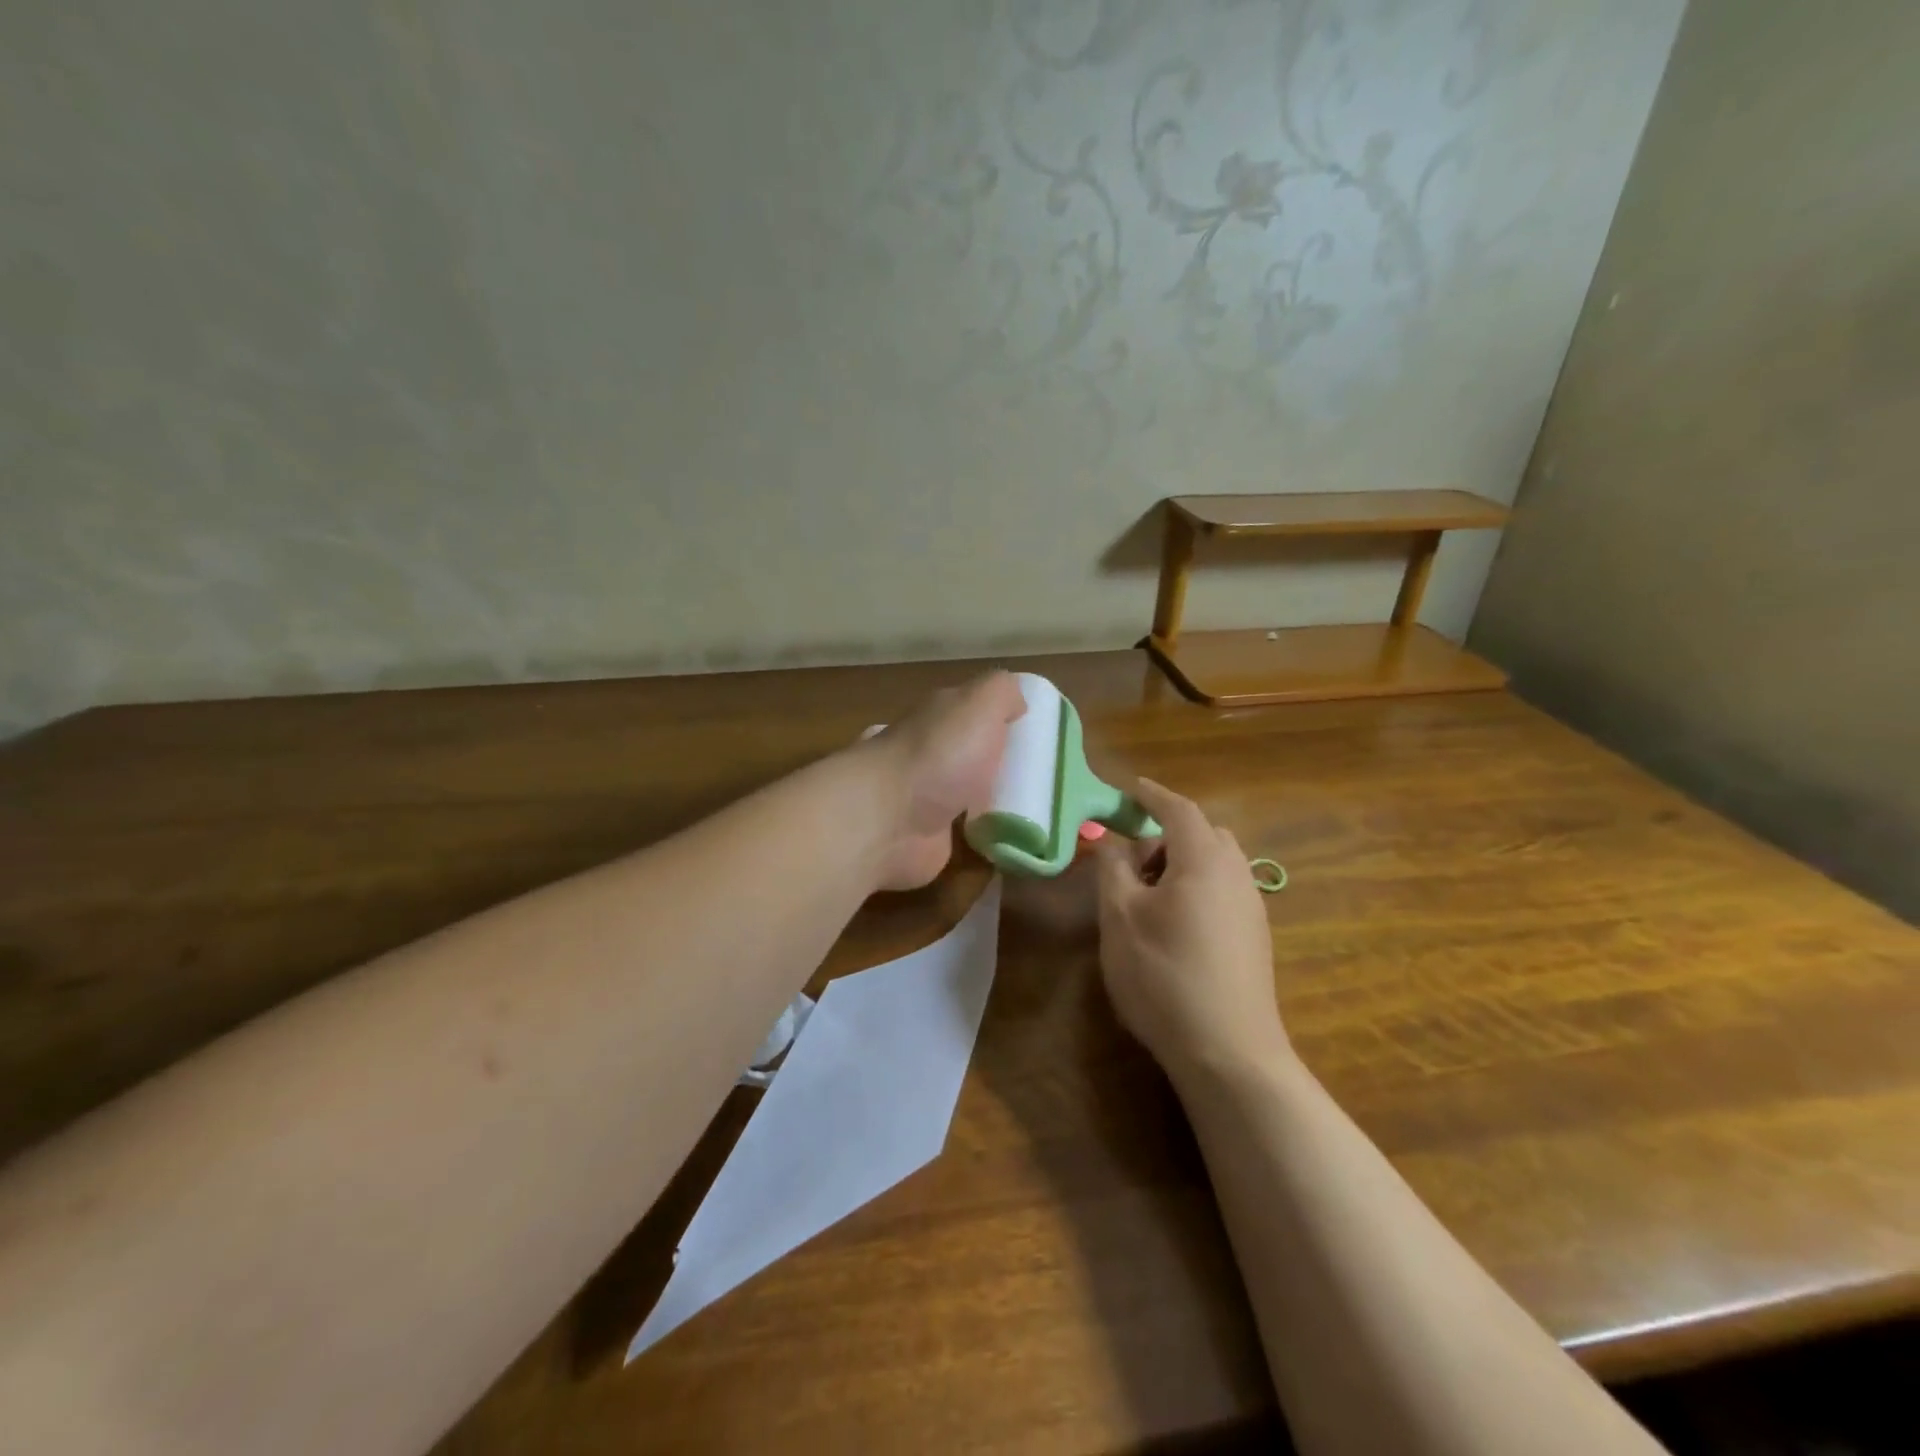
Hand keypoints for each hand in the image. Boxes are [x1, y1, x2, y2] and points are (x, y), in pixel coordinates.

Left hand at [867, 672, 1026, 890]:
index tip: (1047, 737)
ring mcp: (931, 798)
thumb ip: (1003, 692)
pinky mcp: (933, 839)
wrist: (889, 820)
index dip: (1011, 720)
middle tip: (1052, 780)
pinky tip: (1022, 841)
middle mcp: (935, 754)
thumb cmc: (939, 755)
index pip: (979, 711)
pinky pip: (973, 835)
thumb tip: (1017, 703)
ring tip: (1047, 813)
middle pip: (979, 755)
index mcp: (942, 717)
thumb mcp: (980, 703)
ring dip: (1003, 803)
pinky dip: (994, 837)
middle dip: (1009, 765)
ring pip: (976, 795)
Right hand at [1093, 779, 1289, 1081]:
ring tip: (1145, 898)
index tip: (1127, 789)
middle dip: (1164, 835)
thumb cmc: (1164, 973)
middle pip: (1202, 834)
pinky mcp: (1255, 937)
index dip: (1150, 795)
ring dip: (1179, 864)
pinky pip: (1222, 890)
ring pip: (1214, 864)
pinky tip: (1172, 926)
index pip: (1178, 809)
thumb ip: (1112, 867)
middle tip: (1129, 861)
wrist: (1229, 1052)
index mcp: (1205, 859)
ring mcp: (1251, 907)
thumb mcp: (1120, 916)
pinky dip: (1195, 888)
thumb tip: (1109, 839)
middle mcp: (1237, 873)